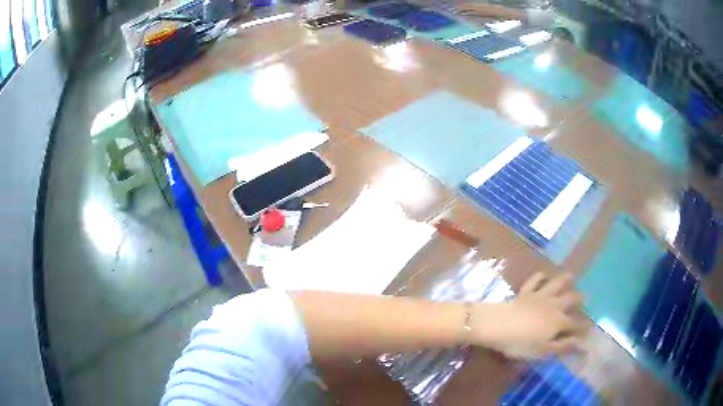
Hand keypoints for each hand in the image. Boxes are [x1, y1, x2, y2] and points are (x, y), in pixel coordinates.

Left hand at [471, 272, 585, 358]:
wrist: (497, 325)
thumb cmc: (520, 343)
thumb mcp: (543, 351)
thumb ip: (563, 346)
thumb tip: (584, 346)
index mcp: (558, 322)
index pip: (575, 324)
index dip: (583, 327)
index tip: (590, 328)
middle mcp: (553, 305)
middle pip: (570, 299)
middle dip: (579, 299)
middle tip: (586, 297)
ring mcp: (539, 296)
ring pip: (556, 284)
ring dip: (565, 280)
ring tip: (572, 276)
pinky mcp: (525, 292)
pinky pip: (535, 280)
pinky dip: (540, 276)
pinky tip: (543, 274)